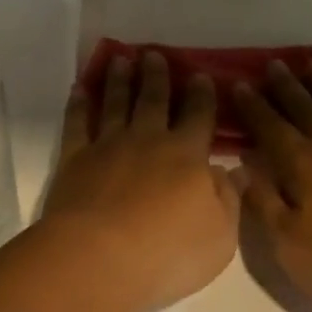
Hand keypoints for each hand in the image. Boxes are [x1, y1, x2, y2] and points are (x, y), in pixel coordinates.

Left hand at [41, 51, 240, 311]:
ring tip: (120, 59)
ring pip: (115, 103)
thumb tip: (235, 168)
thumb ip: (228, 198)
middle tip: (154, 54)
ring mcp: (108, 145)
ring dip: (119, 80)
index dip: (201, 95)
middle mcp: (147, 139)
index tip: (200, 74)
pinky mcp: (75, 158)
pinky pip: (77, 123)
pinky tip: (79, 89)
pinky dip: (78, 105)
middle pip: (153, 100)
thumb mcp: (220, 235)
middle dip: (156, 76)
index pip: (198, 116)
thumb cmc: (168, 252)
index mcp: (186, 155)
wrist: (99, 257)